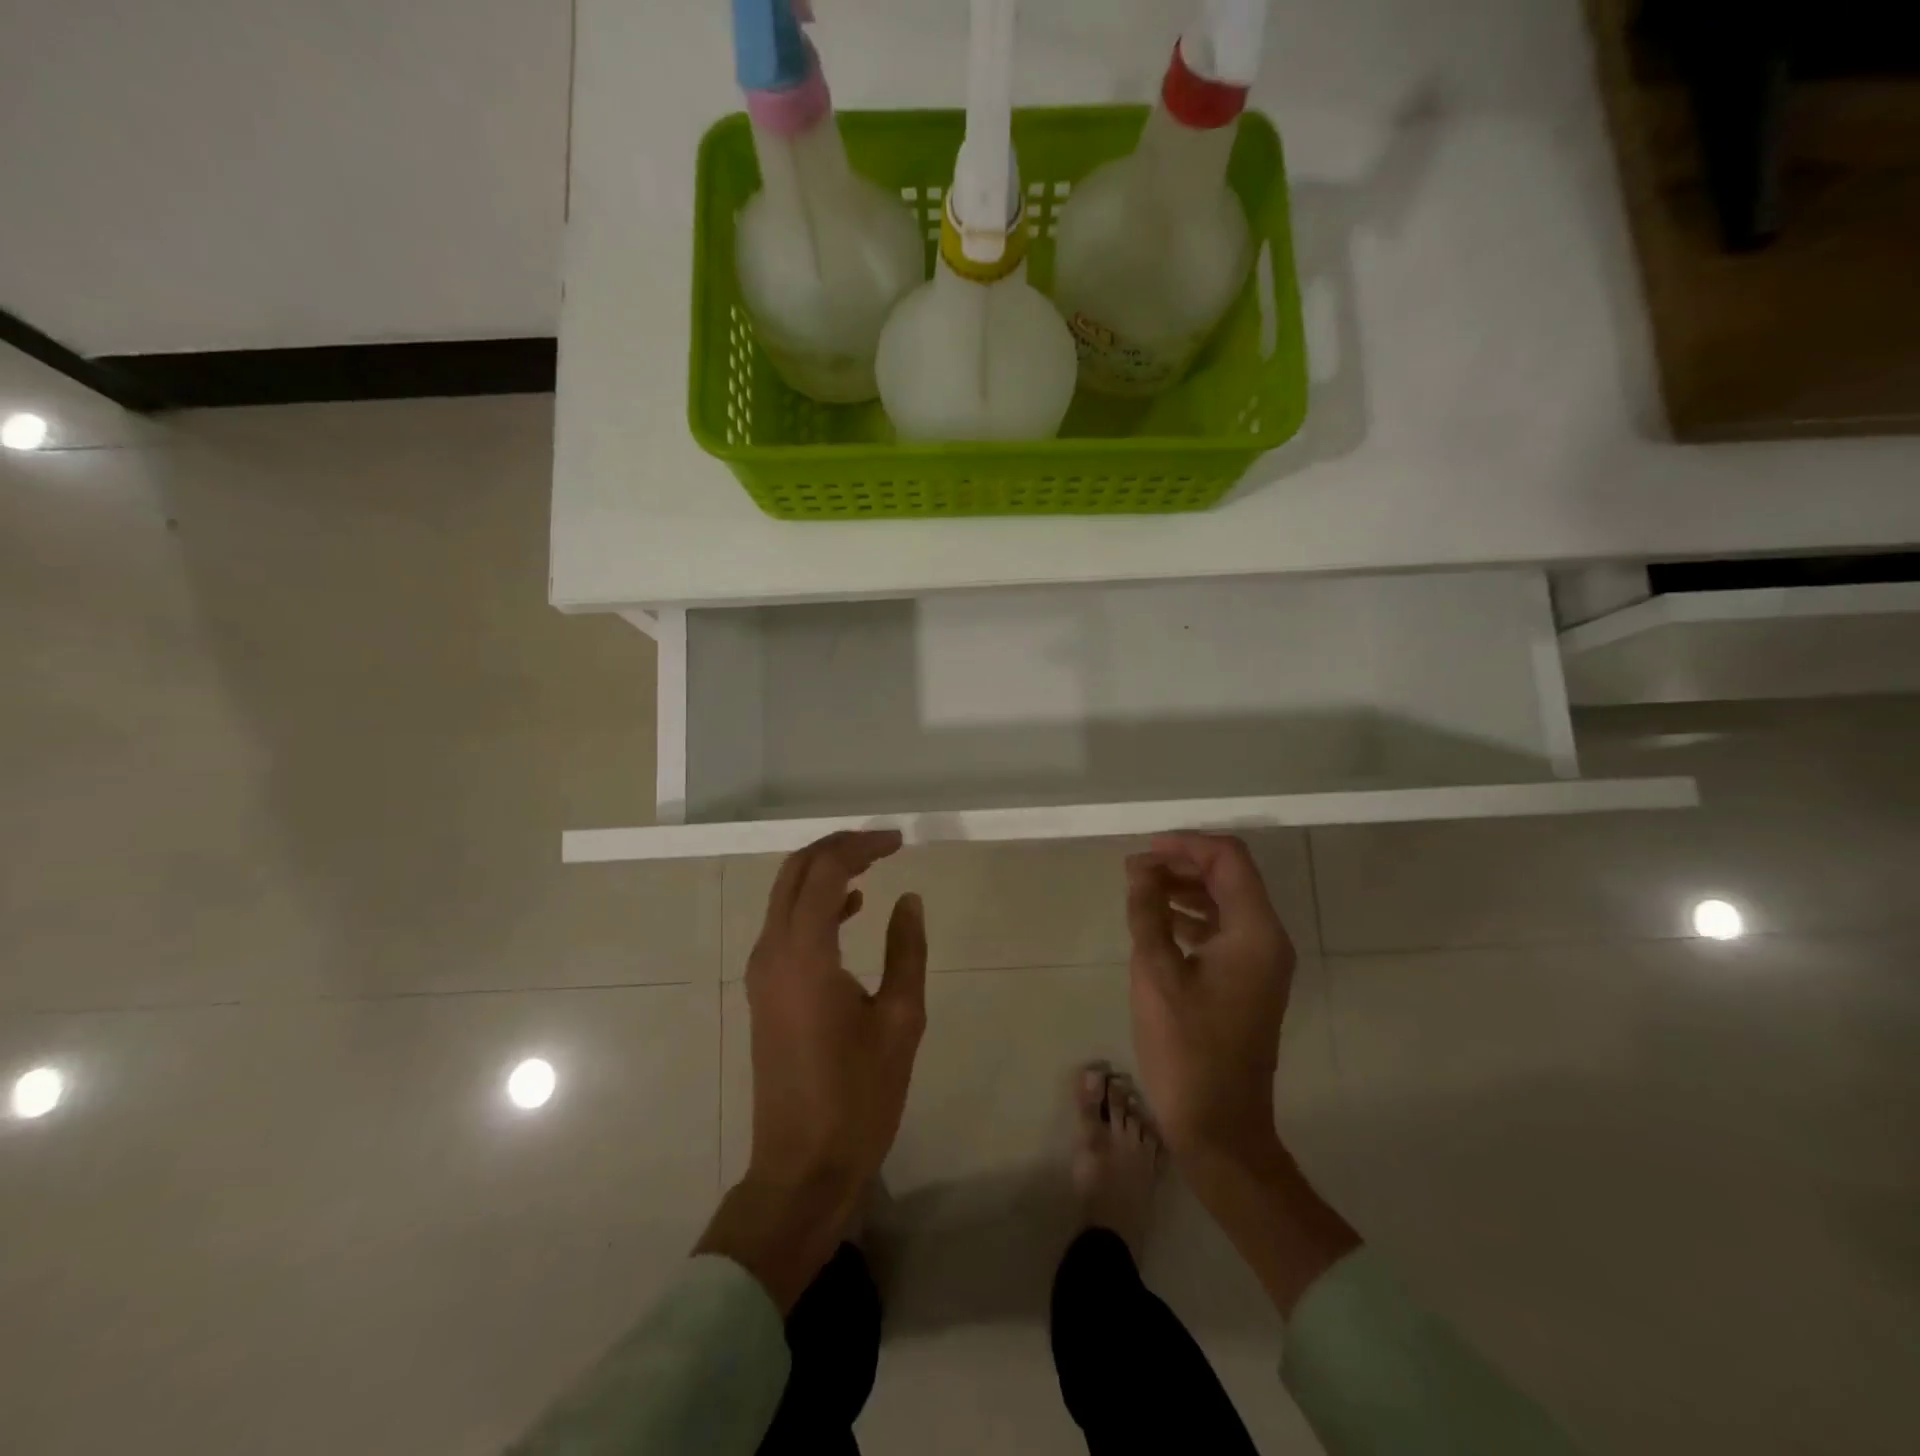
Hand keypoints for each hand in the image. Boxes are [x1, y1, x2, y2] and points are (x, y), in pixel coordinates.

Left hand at [697, 829, 927, 1309]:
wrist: (802, 1167)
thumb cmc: (859, 1097)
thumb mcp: (900, 1021)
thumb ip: (906, 950)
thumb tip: (909, 899)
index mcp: (804, 954)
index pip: (826, 871)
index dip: (862, 846)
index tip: (899, 840)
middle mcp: (772, 952)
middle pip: (796, 872)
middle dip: (837, 847)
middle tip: (883, 843)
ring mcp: (762, 972)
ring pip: (786, 896)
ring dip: (825, 872)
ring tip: (873, 864)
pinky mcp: (764, 991)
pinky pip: (786, 926)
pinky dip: (816, 904)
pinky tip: (852, 909)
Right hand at [1125, 832, 1294, 1170]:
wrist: (1220, 1126)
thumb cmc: (1187, 1048)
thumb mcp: (1156, 973)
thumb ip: (1148, 912)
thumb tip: (1140, 868)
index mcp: (1254, 932)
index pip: (1228, 859)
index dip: (1185, 845)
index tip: (1142, 853)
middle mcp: (1267, 938)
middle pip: (1229, 876)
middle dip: (1182, 864)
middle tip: (1134, 871)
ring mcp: (1261, 962)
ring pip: (1225, 901)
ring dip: (1185, 889)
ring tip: (1139, 892)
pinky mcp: (1249, 980)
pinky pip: (1223, 929)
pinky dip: (1192, 916)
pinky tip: (1159, 922)